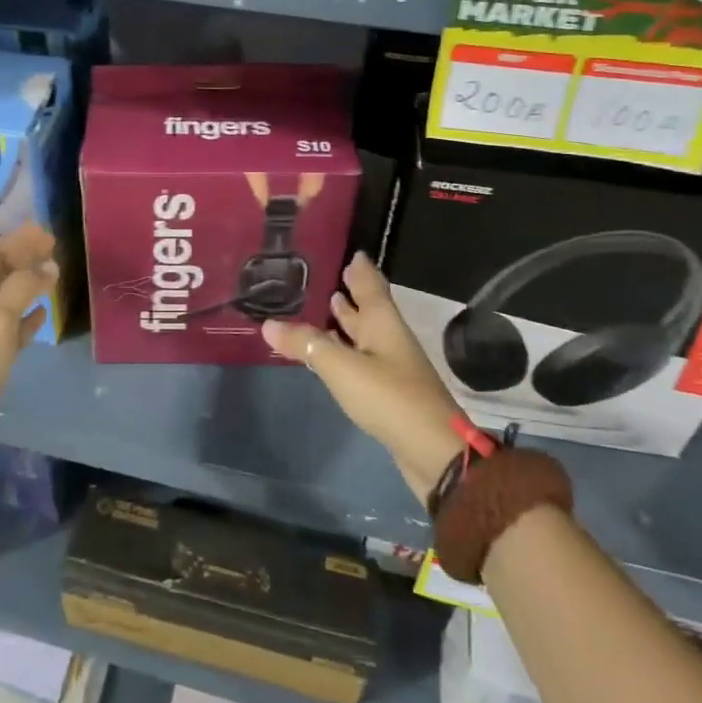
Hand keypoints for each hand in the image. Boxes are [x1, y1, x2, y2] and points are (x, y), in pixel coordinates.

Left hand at [0, 223, 57, 511]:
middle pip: (0, 276)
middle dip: (23, 258)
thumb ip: (23, 288)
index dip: (17, 241)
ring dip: (28, 286)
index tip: (46, 232)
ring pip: (8, 302)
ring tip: (53, 274)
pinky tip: (43, 315)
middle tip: (53, 247)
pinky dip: (28, 319)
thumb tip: (48, 264)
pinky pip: (13, 332)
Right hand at [263, 252, 466, 504]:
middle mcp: (389, 339)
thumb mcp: (341, 367)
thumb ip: (306, 344)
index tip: (352, 252)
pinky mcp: (388, 392)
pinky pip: (362, 359)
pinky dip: (346, 349)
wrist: (432, 451)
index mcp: (383, 323)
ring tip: (330, 305)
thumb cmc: (388, 397)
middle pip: (370, 309)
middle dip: (353, 293)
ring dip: (349, 321)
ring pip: (366, 334)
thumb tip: (268, 322)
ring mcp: (391, 366)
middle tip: (334, 274)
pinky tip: (333, 353)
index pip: (371, 285)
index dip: (361, 269)